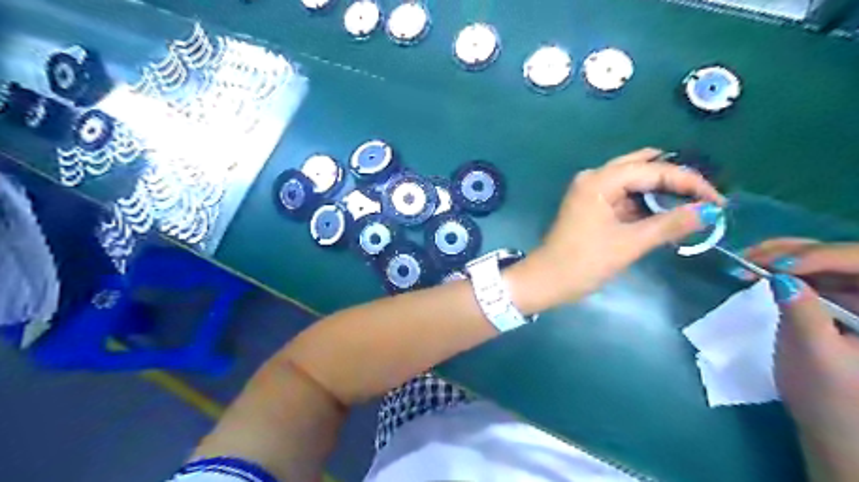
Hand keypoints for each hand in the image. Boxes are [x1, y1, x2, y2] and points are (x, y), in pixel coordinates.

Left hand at [524, 146, 722, 308]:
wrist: (547, 280)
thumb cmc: (584, 262)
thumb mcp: (629, 244)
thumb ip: (670, 224)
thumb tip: (709, 211)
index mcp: (599, 180)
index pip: (652, 169)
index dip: (689, 182)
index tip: (718, 199)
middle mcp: (594, 178)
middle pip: (643, 166)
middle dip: (675, 179)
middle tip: (706, 197)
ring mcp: (591, 191)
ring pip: (634, 181)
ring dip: (661, 191)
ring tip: (694, 205)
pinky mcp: (592, 206)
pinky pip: (624, 196)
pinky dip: (646, 203)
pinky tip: (668, 214)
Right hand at [747, 240, 858, 477]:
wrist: (837, 428)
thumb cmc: (832, 399)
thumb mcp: (815, 356)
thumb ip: (802, 314)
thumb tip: (779, 277)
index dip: (821, 258)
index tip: (775, 266)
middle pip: (844, 257)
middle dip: (795, 252)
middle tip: (749, 257)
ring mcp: (858, 298)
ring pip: (824, 261)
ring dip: (782, 257)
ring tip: (745, 261)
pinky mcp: (839, 302)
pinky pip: (812, 274)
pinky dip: (782, 269)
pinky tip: (757, 271)